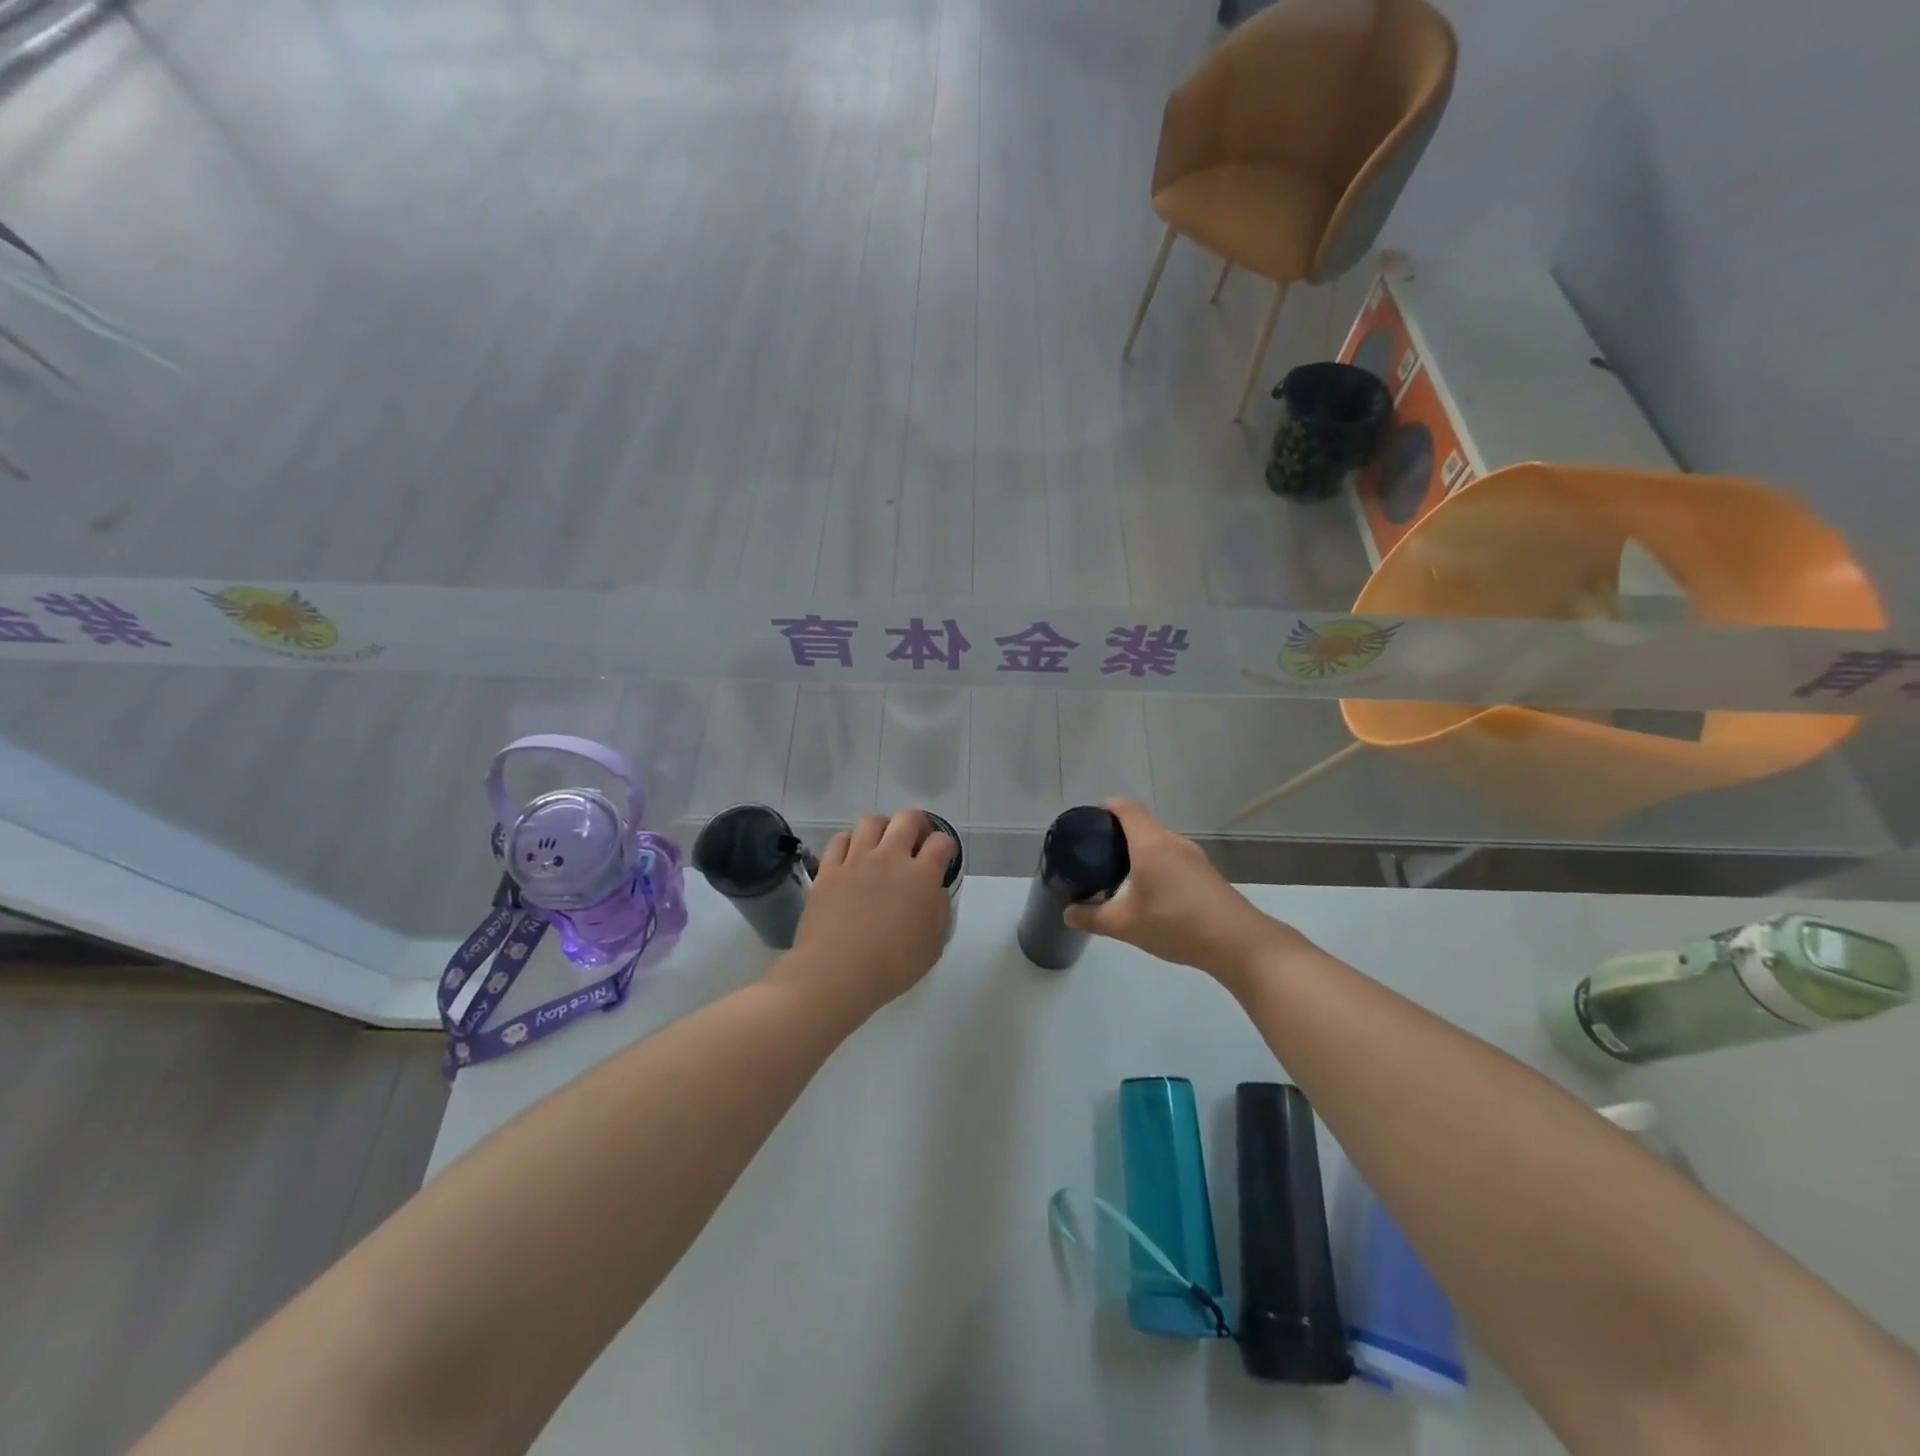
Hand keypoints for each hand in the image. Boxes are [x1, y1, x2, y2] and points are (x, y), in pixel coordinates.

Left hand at [775, 809, 955, 1020]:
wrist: (835, 974)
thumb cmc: (891, 967)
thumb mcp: (932, 946)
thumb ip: (939, 910)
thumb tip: (934, 889)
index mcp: (921, 876)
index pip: (941, 842)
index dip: (946, 846)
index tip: (942, 857)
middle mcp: (889, 858)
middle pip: (907, 818)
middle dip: (917, 824)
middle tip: (916, 841)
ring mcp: (856, 860)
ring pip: (871, 821)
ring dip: (883, 828)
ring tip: (882, 845)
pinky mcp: (828, 870)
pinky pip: (840, 840)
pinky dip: (850, 842)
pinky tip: (852, 857)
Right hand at [1063, 798, 1306, 987]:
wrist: (1238, 943)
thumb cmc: (1176, 923)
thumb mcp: (1125, 924)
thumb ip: (1092, 917)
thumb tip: (1067, 914)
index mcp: (1150, 842)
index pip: (1125, 807)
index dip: (1104, 808)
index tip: (1087, 824)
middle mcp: (1172, 840)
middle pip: (1141, 822)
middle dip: (1116, 833)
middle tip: (1095, 855)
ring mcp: (1193, 855)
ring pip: (1158, 841)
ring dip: (1137, 850)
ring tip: (1118, 875)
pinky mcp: (1205, 872)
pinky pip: (1172, 856)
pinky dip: (1155, 863)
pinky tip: (1149, 891)